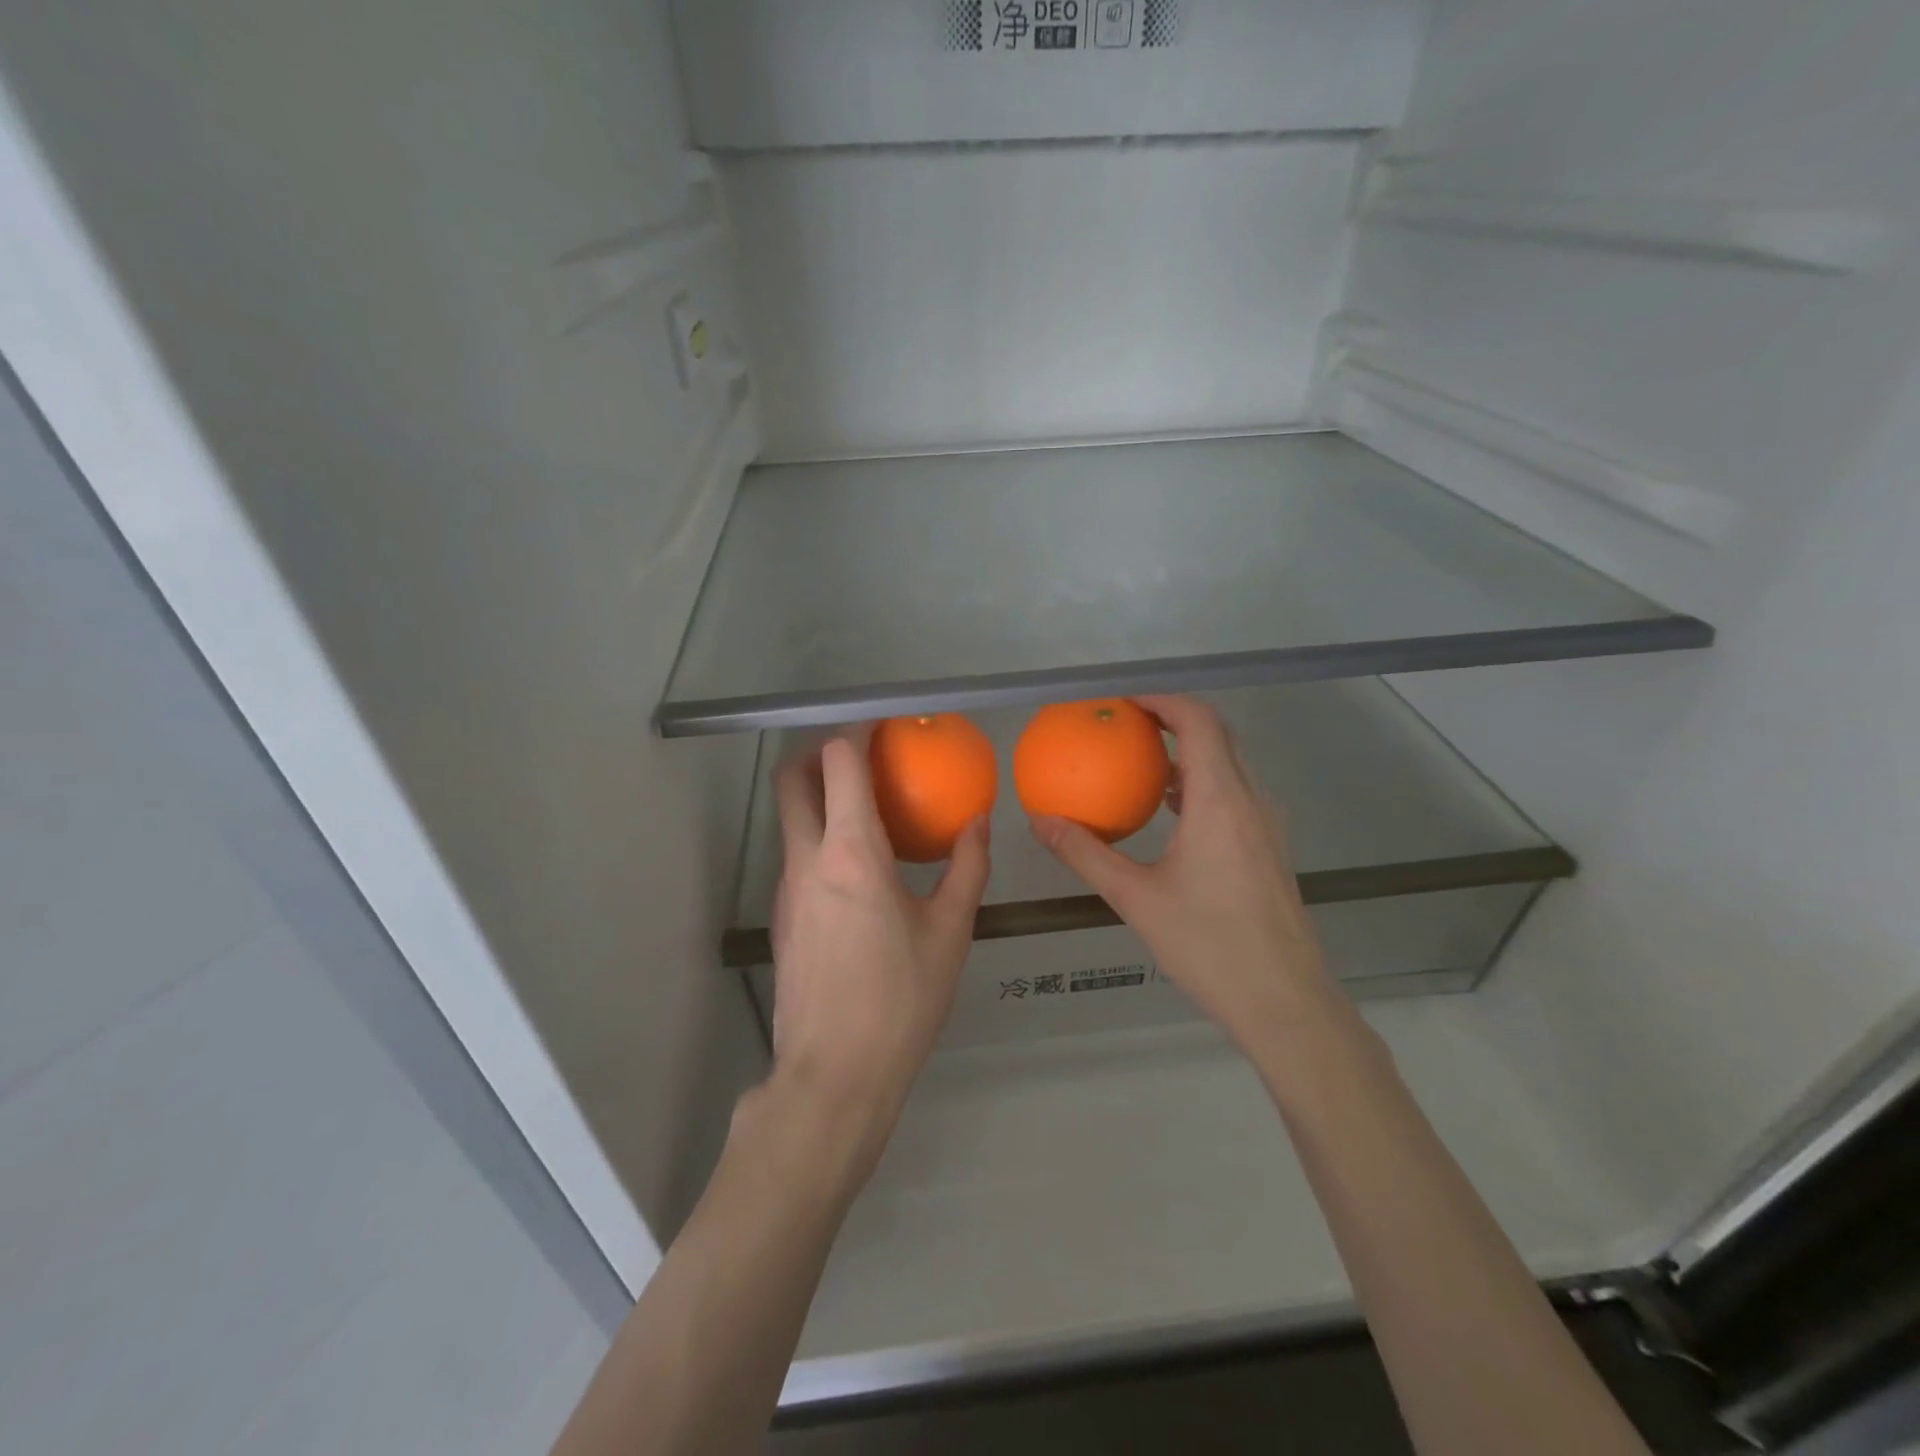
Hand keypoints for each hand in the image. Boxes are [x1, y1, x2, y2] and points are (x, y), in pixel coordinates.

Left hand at [767, 731, 989, 1164]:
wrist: (834, 1075)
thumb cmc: (902, 1000)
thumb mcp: (950, 931)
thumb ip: (967, 867)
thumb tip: (979, 821)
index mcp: (851, 853)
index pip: (838, 763)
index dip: (856, 733)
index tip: (883, 726)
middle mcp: (807, 859)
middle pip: (794, 780)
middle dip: (821, 753)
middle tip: (862, 756)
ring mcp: (786, 889)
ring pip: (791, 819)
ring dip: (819, 797)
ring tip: (867, 810)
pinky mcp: (781, 918)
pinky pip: (797, 857)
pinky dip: (820, 839)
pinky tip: (858, 870)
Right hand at [1029, 695, 1341, 1052]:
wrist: (1285, 1003)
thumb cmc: (1209, 946)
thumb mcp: (1136, 898)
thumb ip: (1086, 854)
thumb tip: (1039, 821)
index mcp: (1220, 801)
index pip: (1198, 722)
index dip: (1162, 699)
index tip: (1122, 701)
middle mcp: (1250, 801)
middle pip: (1217, 735)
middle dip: (1172, 718)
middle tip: (1125, 723)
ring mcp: (1266, 825)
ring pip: (1230, 765)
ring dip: (1189, 751)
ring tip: (1142, 760)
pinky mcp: (1268, 849)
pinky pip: (1234, 794)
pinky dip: (1202, 783)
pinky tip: (1171, 813)